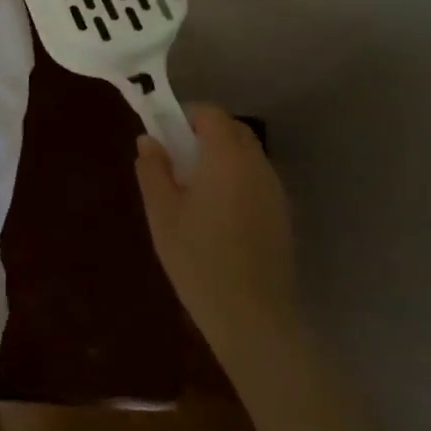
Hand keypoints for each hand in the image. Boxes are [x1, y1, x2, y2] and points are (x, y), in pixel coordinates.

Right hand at [135, 106, 298, 359]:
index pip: (210, 114)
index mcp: (226, 158)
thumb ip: (153, 169)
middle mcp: (257, 165)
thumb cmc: (198, 259)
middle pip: (233, 130)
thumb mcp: (162, 212)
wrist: (252, 316)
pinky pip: (257, 179)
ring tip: (194, 190)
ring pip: (247, 155)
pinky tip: (218, 214)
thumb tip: (149, 140)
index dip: (185, 116)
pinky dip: (236, 179)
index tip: (164, 136)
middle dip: (204, 134)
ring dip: (221, 157)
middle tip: (176, 161)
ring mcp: (275, 190)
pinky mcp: (282, 214)